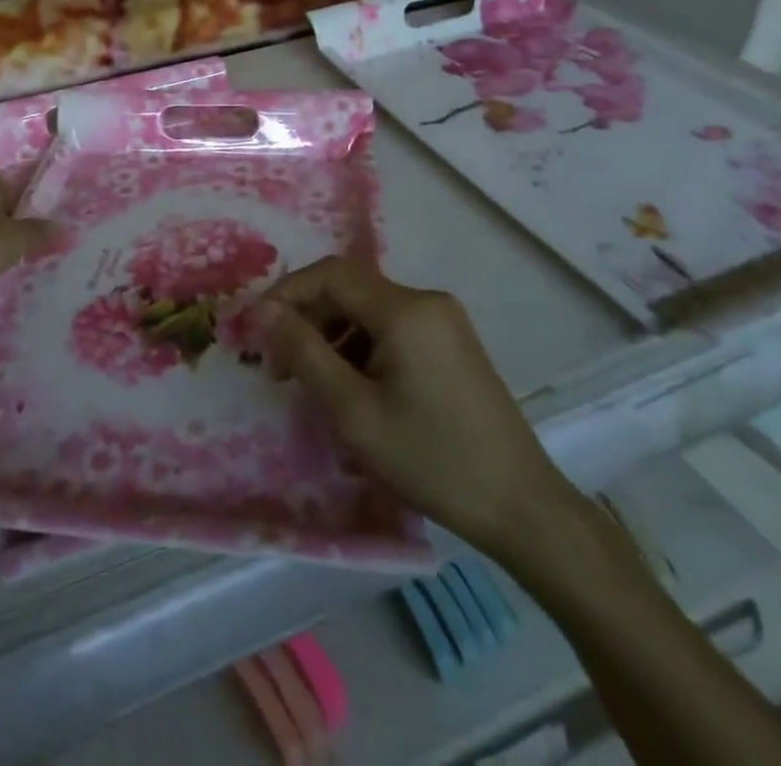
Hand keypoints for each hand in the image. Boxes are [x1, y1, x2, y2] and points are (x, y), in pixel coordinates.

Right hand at [258, 256, 578, 560]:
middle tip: (279, 365)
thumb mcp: (355, 411)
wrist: (522, 507)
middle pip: (350, 289)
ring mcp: (444, 321)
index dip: (288, 292)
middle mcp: (426, 301)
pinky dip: (361, 346)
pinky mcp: (452, 343)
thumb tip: (264, 311)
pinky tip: (352, 385)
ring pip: (369, 309)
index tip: (258, 329)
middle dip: (308, 318)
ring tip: (311, 381)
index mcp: (405, 310)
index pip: (331, 274)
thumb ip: (305, 353)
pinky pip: (392, 327)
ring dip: (332, 334)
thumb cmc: (431, 459)